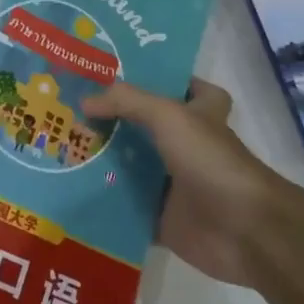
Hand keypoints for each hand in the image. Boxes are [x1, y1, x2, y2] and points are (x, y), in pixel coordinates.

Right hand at [84, 78, 286, 286]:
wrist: (243, 230)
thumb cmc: (211, 160)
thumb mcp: (169, 115)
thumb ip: (126, 102)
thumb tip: (85, 102)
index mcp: (200, 113)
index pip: (184, 86)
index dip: (159, 78)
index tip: (119, 73)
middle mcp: (187, 144)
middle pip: (145, 127)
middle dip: (112, 120)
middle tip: (69, 108)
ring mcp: (174, 183)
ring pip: (132, 167)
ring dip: (102, 161)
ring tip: (59, 146)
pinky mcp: (161, 218)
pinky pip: (125, 207)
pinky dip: (103, 202)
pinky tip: (70, 190)